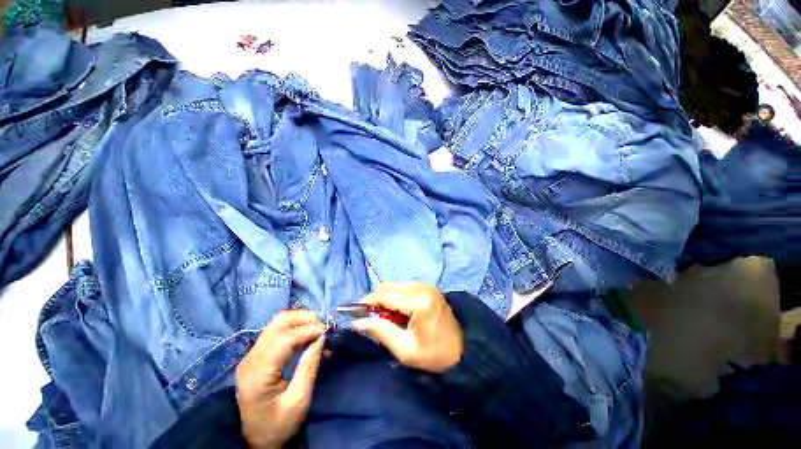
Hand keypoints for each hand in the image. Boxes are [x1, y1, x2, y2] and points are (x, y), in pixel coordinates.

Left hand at [235, 310, 325, 448]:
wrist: (256, 441)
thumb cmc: (279, 425)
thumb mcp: (299, 400)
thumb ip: (309, 366)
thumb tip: (322, 337)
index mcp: (258, 373)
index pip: (284, 338)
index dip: (308, 329)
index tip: (327, 330)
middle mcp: (251, 358)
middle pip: (278, 322)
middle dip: (304, 318)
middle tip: (323, 326)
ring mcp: (251, 355)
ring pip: (277, 323)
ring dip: (300, 321)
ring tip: (317, 329)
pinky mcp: (256, 356)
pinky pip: (277, 332)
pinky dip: (295, 328)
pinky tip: (307, 335)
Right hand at [351, 282, 462, 372]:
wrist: (463, 352)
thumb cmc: (434, 355)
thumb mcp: (405, 349)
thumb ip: (380, 331)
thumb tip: (357, 321)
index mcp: (419, 301)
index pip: (385, 295)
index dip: (367, 302)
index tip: (355, 312)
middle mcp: (423, 287)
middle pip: (389, 286)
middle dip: (376, 300)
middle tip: (371, 317)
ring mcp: (427, 285)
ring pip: (395, 285)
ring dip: (385, 297)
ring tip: (384, 316)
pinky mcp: (429, 287)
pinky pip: (404, 286)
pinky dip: (395, 295)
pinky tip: (397, 310)